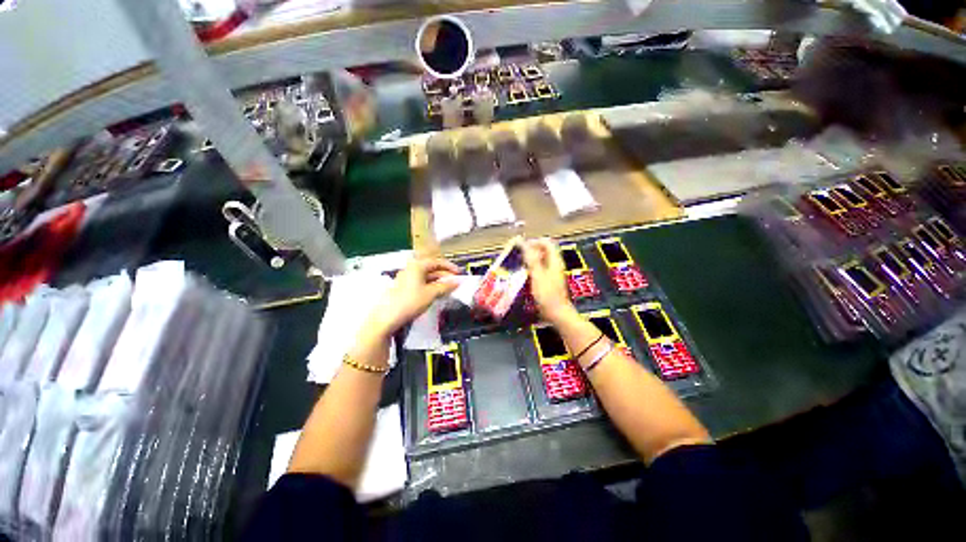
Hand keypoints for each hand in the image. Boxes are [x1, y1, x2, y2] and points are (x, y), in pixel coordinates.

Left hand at [367, 257, 459, 336]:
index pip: (437, 262)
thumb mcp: (431, 293)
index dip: (449, 267)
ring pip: (426, 277)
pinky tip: (437, 294)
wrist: (387, 318)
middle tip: (455, 282)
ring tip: (449, 289)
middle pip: (431, 268)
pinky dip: (431, 286)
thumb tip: (457, 282)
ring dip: (438, 281)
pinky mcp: (404, 288)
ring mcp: (406, 279)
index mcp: (417, 266)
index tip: (459, 273)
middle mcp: (411, 269)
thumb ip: (445, 286)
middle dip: (445, 275)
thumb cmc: (411, 302)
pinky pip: (421, 283)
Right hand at [523, 238, 576, 323]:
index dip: (534, 242)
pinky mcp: (549, 281)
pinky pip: (539, 269)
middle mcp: (555, 265)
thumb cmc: (547, 295)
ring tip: (518, 264)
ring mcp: (553, 273)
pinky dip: (531, 269)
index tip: (521, 247)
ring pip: (541, 260)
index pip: (546, 242)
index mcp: (554, 261)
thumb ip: (531, 259)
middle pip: (543, 250)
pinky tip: (523, 275)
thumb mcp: (537, 275)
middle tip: (518, 255)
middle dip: (530, 250)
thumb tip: (524, 243)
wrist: (557, 314)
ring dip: (530, 260)